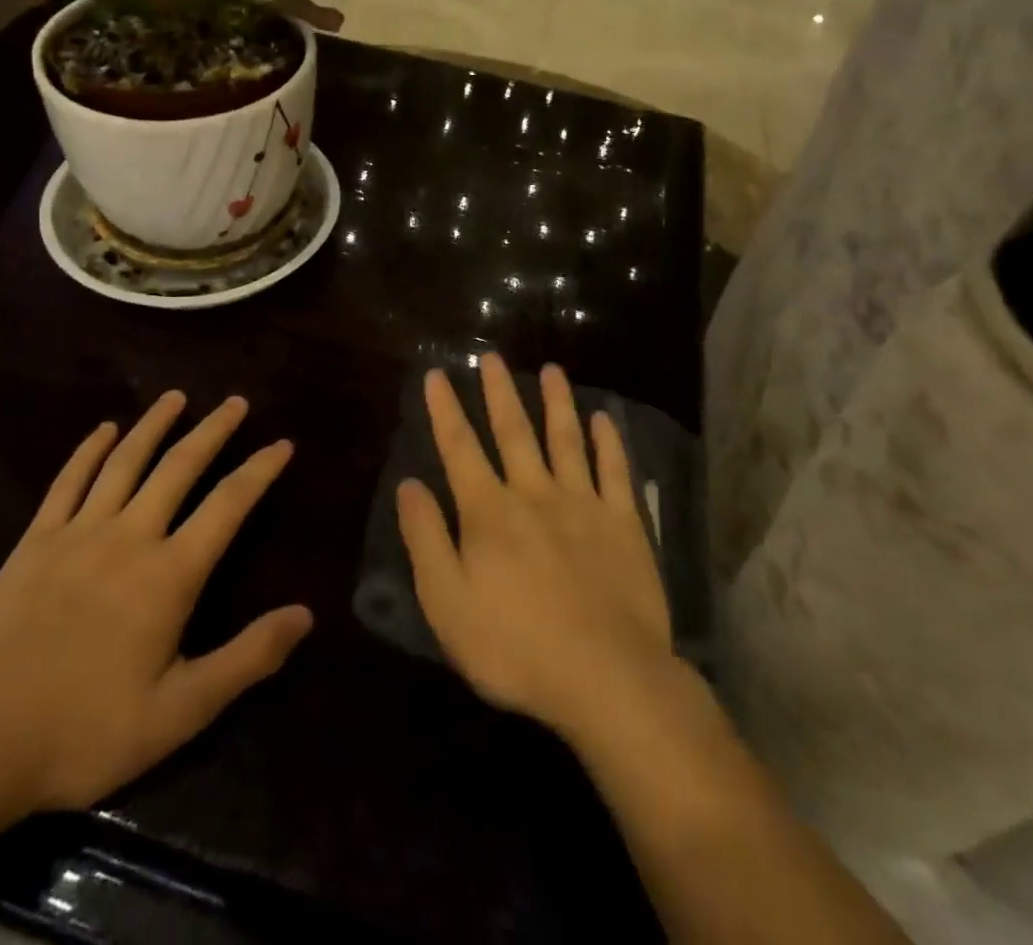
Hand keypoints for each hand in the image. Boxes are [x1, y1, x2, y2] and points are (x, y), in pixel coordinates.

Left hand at [0, 393, 311, 817]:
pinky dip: (89, 450)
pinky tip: (104, 429)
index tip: (282, 444)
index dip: (260, 470)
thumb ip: (246, 659)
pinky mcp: (34, 543)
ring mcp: (78, 534)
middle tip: (236, 401)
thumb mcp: (180, 712)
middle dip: (213, 431)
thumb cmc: (85, 732)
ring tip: (177, 397)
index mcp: (170, 574)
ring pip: (125, 462)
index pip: (228, 504)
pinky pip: (67, 482)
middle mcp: (130, 537)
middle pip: (180, 467)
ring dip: (154, 425)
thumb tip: (305, 615)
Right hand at [396, 353, 675, 741]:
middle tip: (492, 355)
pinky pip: (615, 471)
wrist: (606, 677)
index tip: (436, 375)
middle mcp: (534, 493)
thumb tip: (409, 484)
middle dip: (499, 391)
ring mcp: (583, 504)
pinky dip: (609, 441)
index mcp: (489, 511)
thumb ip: (426, 539)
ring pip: (566, 439)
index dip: (445, 409)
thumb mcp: (447, 602)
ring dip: (556, 402)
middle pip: (513, 431)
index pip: (459, 447)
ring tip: (551, 370)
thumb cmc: (515, 646)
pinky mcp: (623, 523)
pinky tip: (604, 418)